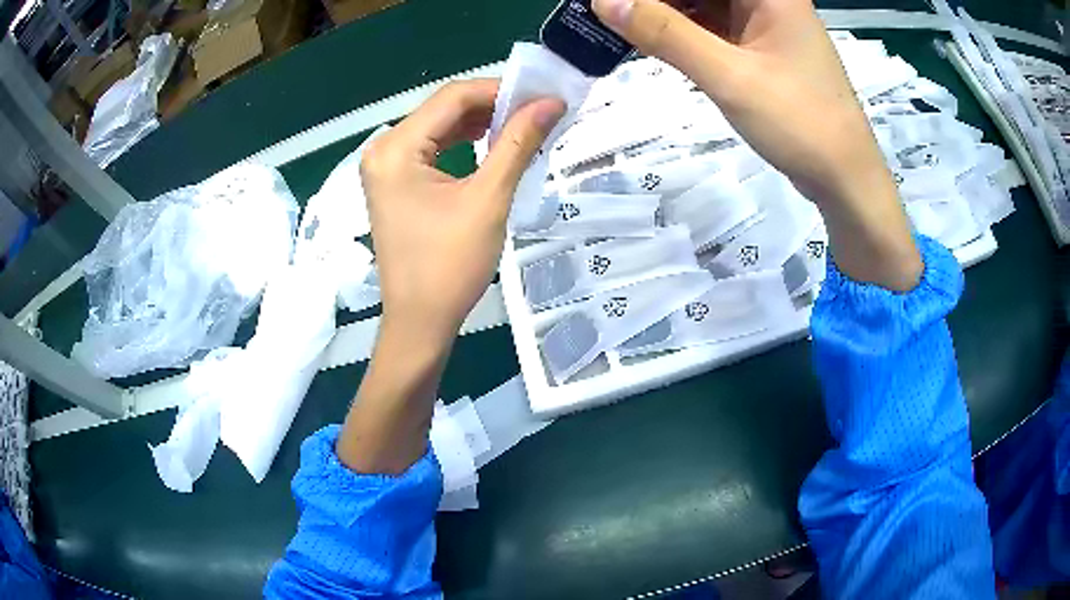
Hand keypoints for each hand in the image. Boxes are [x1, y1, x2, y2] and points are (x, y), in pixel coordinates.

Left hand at [338, 80, 563, 474]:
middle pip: (443, 109)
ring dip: (480, 124)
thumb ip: (517, 143)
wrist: (420, 323)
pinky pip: (432, 149)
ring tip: (522, 126)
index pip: (452, 97)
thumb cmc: (450, 266)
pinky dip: (463, 143)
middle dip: (492, 106)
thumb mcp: (488, 199)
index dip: (500, 90)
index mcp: (395, 148)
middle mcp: (383, 149)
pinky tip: (492, 145)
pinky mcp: (394, 184)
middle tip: (537, 111)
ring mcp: (385, 167)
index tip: (542, 96)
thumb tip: (551, 103)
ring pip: (439, 127)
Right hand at [593, 0, 921, 290]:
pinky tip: (653, 40)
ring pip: (703, 4)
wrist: (845, 179)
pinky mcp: (761, 47)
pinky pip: (713, 26)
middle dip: (655, 1)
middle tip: (610, 14)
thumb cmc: (800, 124)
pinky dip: (684, 32)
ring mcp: (765, 23)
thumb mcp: (729, 76)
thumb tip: (604, 1)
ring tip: (622, 27)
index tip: (609, 3)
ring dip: (665, 14)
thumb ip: (666, 34)